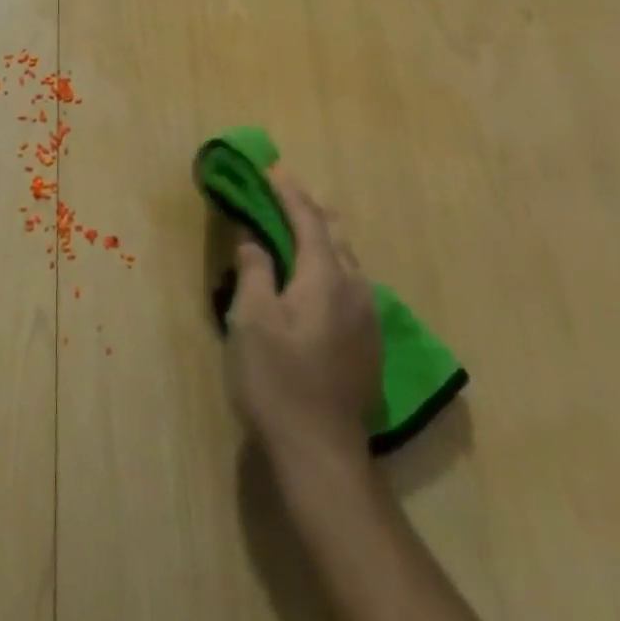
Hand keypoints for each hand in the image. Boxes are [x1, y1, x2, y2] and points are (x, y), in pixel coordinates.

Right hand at [227, 169, 381, 466]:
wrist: (321, 452)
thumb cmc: (277, 380)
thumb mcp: (252, 319)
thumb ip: (254, 269)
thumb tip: (252, 235)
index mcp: (325, 278)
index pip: (308, 220)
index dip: (289, 192)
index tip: (272, 168)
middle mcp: (355, 290)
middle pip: (335, 235)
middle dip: (311, 207)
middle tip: (285, 189)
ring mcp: (367, 318)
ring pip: (347, 260)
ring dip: (322, 235)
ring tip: (299, 224)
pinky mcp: (368, 342)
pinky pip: (350, 283)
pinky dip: (329, 262)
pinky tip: (317, 274)